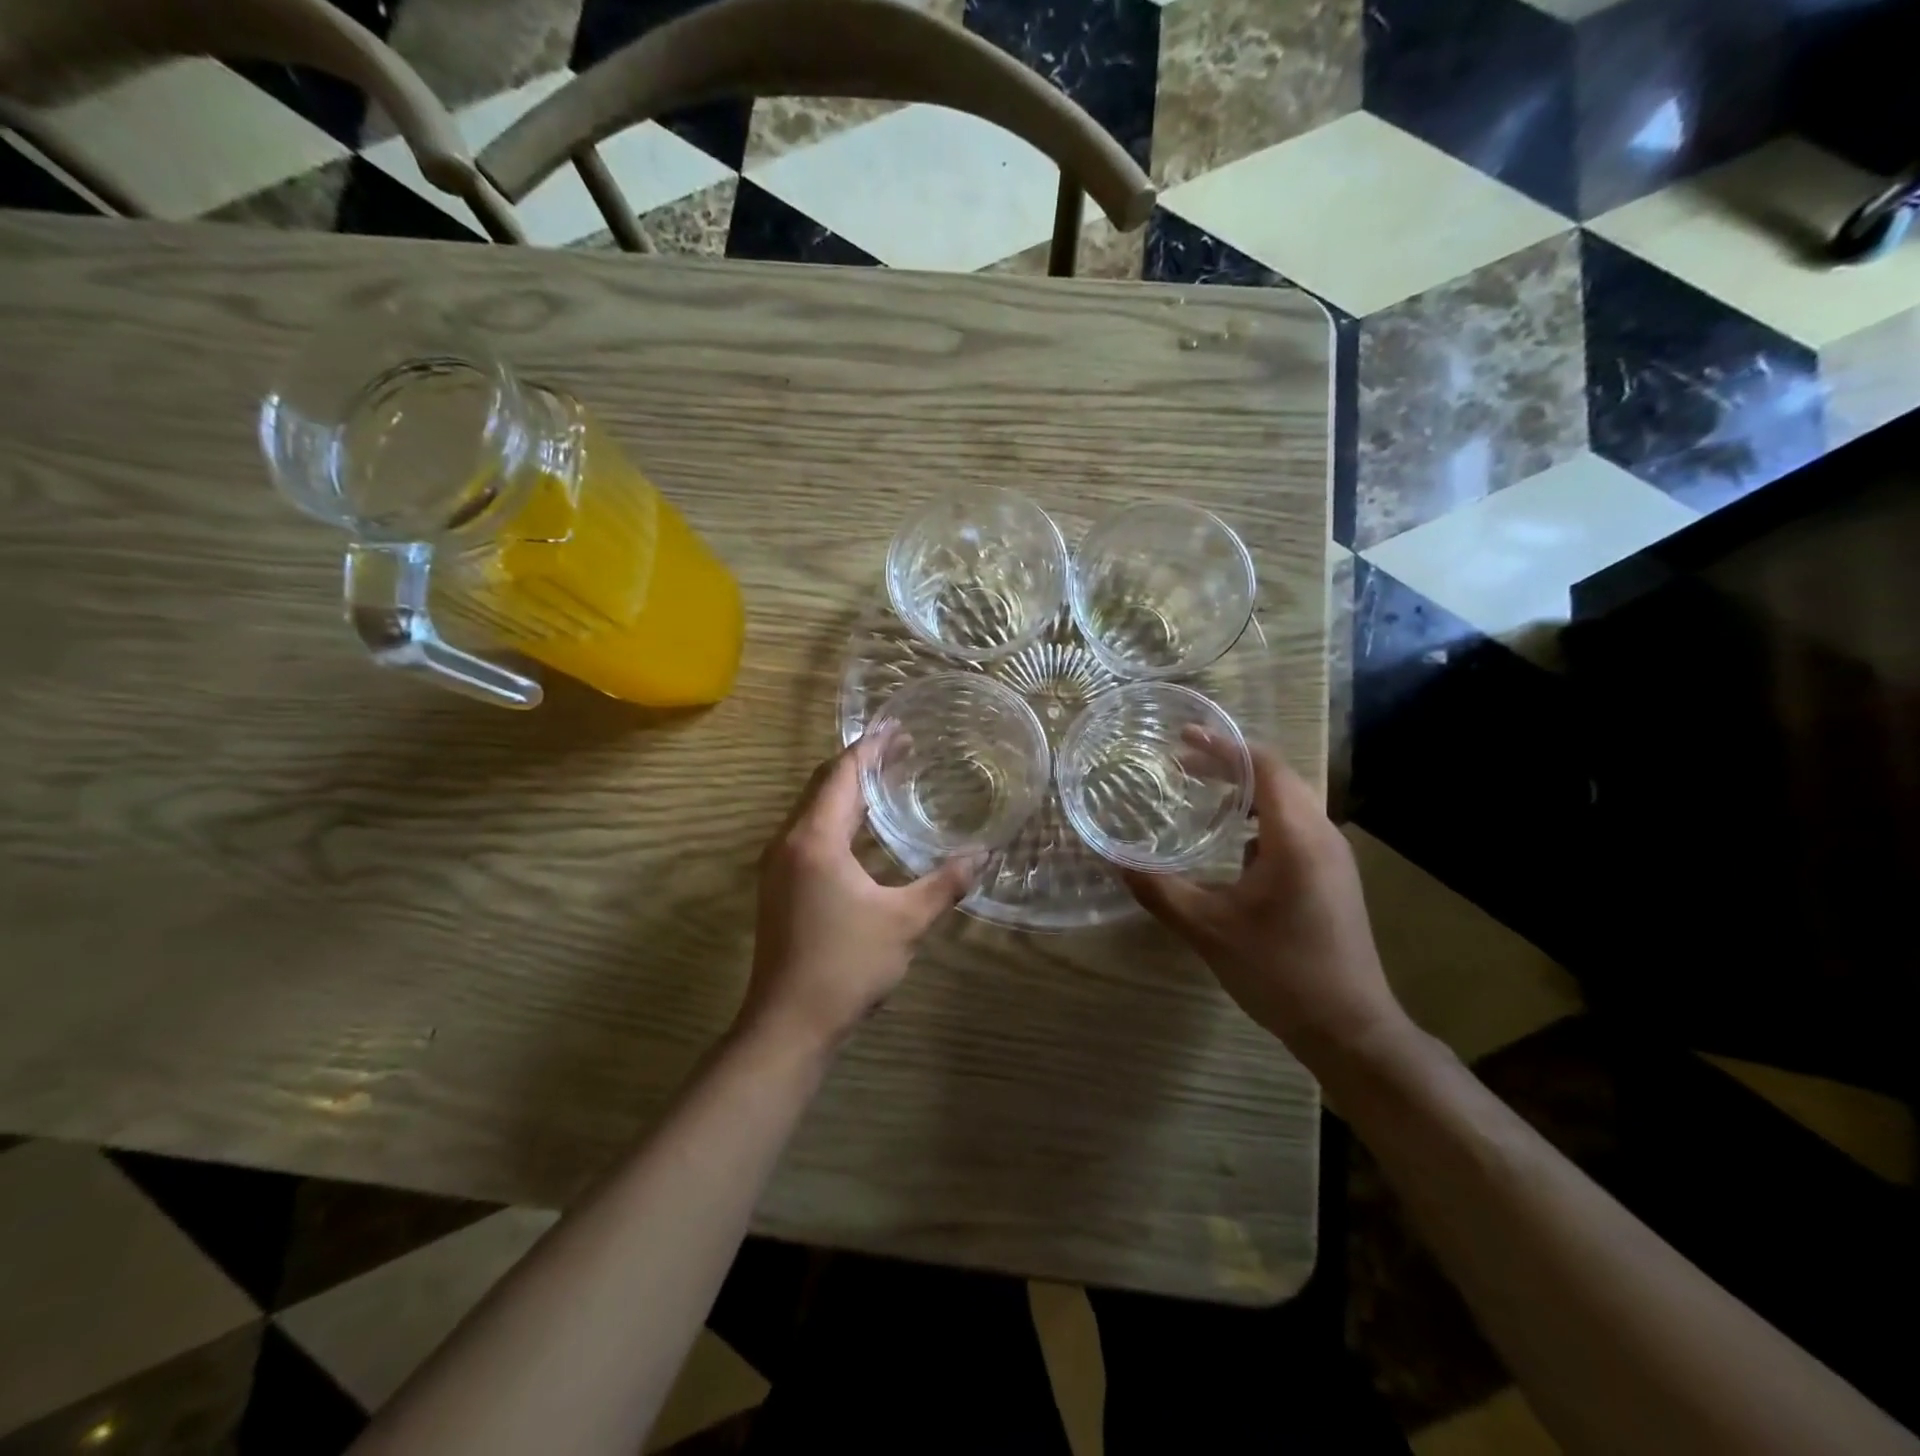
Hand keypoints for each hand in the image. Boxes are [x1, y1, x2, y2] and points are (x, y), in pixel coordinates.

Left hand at [742, 738, 976, 1052]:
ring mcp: (778, 865)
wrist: (788, 1024)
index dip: (871, 748)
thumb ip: (944, 883)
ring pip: (813, 809)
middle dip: (861, 763)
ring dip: (848, 790)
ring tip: (886, 779)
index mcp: (815, 839)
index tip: (897, 727)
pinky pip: (809, 832)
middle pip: (823, 785)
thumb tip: (982, 855)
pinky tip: (863, 829)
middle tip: (901, 748)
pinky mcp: (779, 886)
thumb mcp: (905, 922)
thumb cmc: (846, 966)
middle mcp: (789, 842)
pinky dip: (837, 817)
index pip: (842, 775)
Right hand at [1121, 737, 1406, 1065]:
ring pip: (1288, 804)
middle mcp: (1322, 835)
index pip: (1264, 766)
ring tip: (1204, 796)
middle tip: (1181, 765)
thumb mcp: (1208, 929)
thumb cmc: (1280, 972)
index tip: (1181, 739)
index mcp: (1296, 837)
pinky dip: (1260, 820)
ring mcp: (1333, 858)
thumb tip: (1114, 860)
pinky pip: (1295, 829)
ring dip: (1246, 792)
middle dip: (1228, 765)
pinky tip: (1234, 847)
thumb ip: (1159, 890)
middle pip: (1277, 778)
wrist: (1350, 1030)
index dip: (1222, 746)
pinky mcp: (1333, 878)